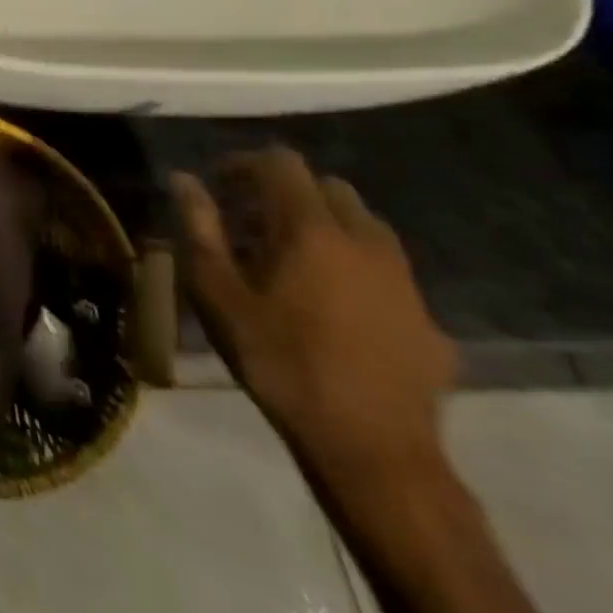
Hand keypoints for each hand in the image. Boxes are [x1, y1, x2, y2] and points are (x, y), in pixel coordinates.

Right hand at [171, 148, 456, 483]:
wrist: (371, 449)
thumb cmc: (278, 359)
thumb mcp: (217, 292)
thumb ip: (200, 227)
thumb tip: (184, 179)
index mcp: (311, 229)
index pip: (282, 164)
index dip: (245, 163)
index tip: (219, 185)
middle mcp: (365, 243)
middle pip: (330, 188)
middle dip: (288, 192)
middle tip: (252, 222)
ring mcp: (405, 283)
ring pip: (367, 227)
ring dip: (327, 227)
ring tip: (293, 261)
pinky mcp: (429, 322)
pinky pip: (388, 275)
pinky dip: (356, 271)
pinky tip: (335, 308)